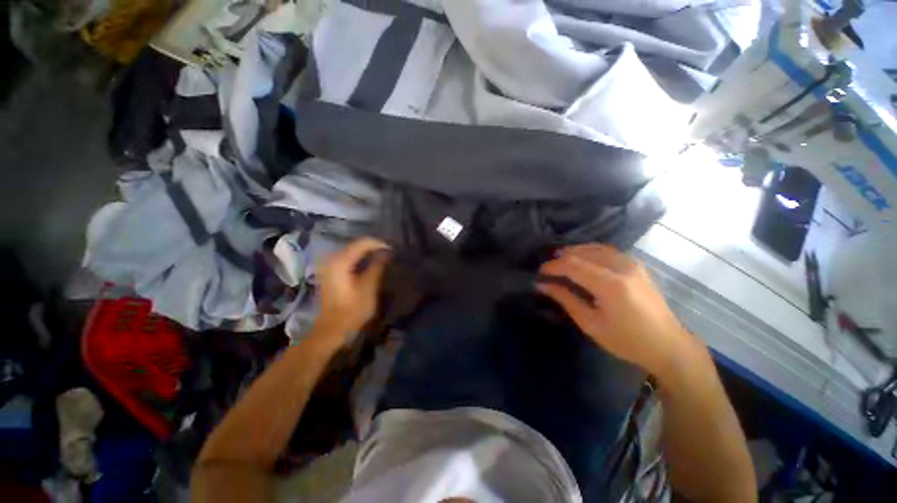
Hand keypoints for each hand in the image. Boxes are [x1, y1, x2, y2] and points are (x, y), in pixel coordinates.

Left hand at [313, 237, 391, 342]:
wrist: (332, 329)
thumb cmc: (352, 310)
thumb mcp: (369, 288)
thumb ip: (377, 267)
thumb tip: (386, 252)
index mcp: (340, 262)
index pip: (362, 243)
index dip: (379, 244)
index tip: (393, 250)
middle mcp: (332, 259)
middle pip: (356, 245)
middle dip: (374, 247)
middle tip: (390, 253)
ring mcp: (329, 265)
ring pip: (352, 250)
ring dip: (368, 252)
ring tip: (384, 257)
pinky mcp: (331, 272)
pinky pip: (348, 257)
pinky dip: (361, 258)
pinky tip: (371, 263)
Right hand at [538, 244, 696, 375]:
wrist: (669, 346)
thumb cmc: (627, 341)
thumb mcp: (591, 324)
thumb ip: (566, 299)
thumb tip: (542, 285)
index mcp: (610, 285)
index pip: (573, 265)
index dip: (553, 266)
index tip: (540, 272)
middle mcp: (622, 268)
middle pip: (583, 252)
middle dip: (562, 257)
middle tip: (548, 268)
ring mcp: (632, 264)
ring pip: (596, 248)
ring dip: (575, 252)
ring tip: (561, 261)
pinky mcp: (637, 266)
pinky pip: (608, 251)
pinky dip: (591, 251)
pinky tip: (583, 260)